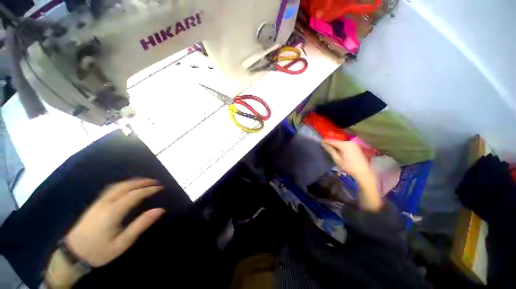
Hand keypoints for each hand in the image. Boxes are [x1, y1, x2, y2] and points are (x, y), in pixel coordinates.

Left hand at [65, 179, 164, 266]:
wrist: (72, 254)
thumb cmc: (99, 251)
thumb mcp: (122, 243)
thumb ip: (140, 225)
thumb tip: (160, 210)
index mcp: (113, 212)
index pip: (135, 194)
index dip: (149, 189)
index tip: (161, 188)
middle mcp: (105, 203)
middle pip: (126, 186)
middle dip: (142, 182)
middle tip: (155, 182)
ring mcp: (98, 202)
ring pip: (118, 185)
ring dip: (133, 181)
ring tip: (145, 182)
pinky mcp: (94, 204)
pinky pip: (112, 188)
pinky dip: (124, 184)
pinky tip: (128, 186)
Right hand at [321, 140, 371, 178]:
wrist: (363, 172)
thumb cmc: (348, 167)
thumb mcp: (337, 159)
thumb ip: (330, 150)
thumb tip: (323, 144)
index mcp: (344, 144)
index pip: (332, 141)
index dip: (325, 141)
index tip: (319, 141)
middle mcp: (349, 142)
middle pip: (337, 141)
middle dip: (330, 142)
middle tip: (323, 144)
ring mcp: (354, 144)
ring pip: (341, 143)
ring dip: (335, 144)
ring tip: (329, 146)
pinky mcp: (356, 147)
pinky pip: (346, 145)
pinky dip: (340, 146)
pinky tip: (337, 149)